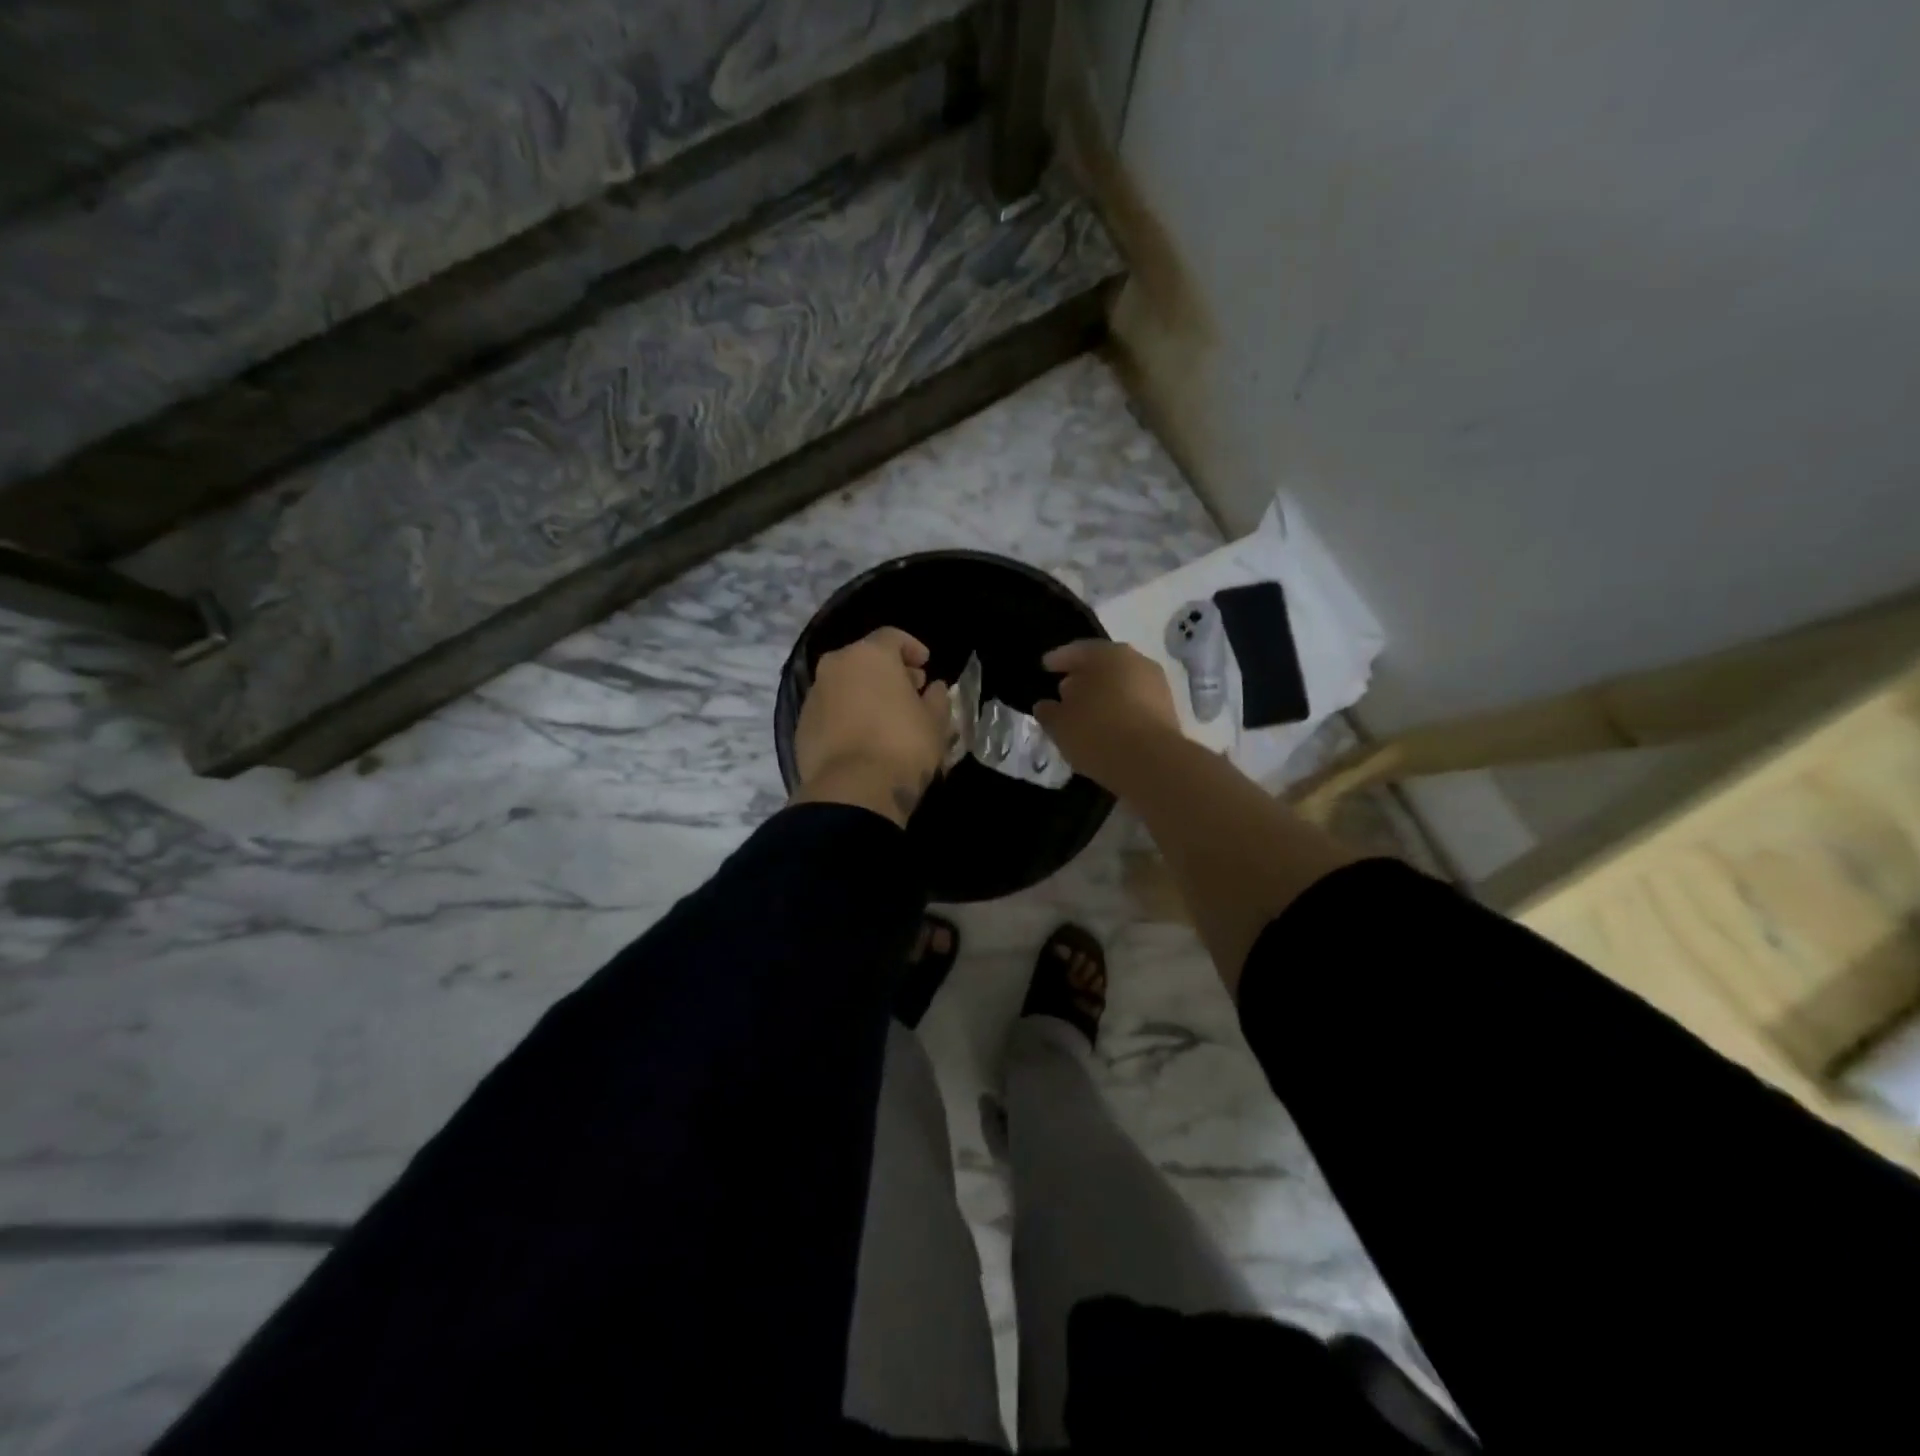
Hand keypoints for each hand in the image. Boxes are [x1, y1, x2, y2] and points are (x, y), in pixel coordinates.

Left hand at [793, 627, 952, 826]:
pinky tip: (862, 738)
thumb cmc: (903, 745)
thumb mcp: (935, 722)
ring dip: (864, 694)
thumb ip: (936, 698)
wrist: (853, 790)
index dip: (912, 648)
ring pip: (844, 685)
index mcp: (869, 655)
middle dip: (888, 672)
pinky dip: (846, 716)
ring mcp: (814, 696)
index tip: (925, 666)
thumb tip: (933, 688)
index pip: (892, 637)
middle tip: (908, 692)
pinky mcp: (802, 726)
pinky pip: (830, 711)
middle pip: (864, 659)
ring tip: (885, 719)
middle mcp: (835, 666)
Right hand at [1034, 640, 1183, 794]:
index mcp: (1108, 655)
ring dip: (1103, 695)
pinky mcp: (1168, 712)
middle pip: (1104, 665)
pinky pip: (1135, 704)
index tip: (1046, 667)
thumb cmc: (1098, 733)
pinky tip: (1106, 727)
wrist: (1152, 763)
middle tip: (1064, 690)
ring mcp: (1157, 686)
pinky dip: (1119, 711)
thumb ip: (1049, 712)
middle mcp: (1137, 662)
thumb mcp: (1060, 724)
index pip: (1078, 650)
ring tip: (1085, 713)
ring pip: (1122, 685)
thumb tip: (1045, 706)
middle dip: (1083, 677)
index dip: (1059, 659)